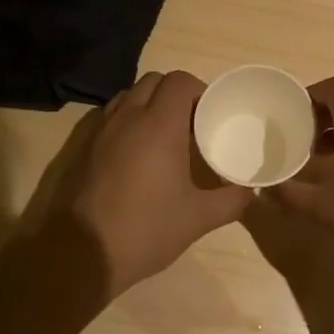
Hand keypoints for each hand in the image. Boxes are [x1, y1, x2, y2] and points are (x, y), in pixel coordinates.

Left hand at [53, 71, 251, 295]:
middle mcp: (128, 117)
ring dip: (149, 103)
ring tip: (165, 134)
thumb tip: (250, 191)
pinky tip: (138, 153)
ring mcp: (102, 131)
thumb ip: (231, 200)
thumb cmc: (147, 229)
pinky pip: (111, 117)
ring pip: (129, 96)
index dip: (199, 90)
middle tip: (192, 123)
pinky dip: (128, 120)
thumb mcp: (198, 218)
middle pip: (153, 81)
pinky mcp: (85, 148)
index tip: (211, 113)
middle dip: (175, 93)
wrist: (84, 253)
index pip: (180, 81)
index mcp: (159, 125)